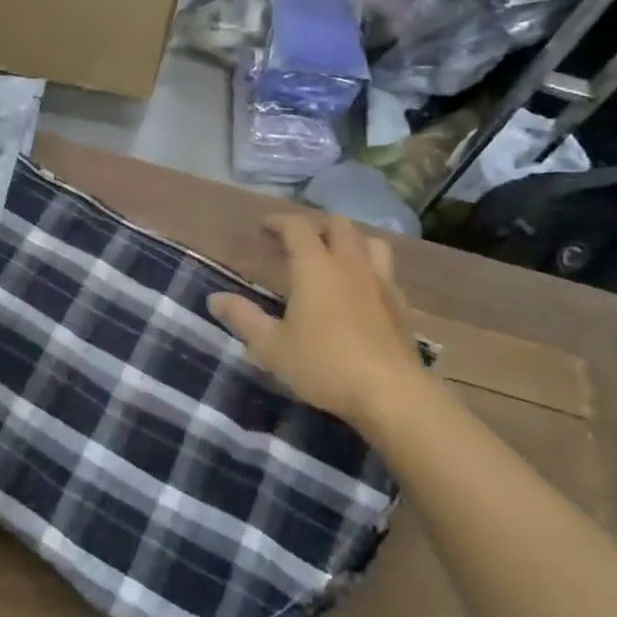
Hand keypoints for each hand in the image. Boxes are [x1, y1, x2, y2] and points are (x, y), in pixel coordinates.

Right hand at [208, 214, 421, 429]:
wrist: (392, 394)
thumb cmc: (324, 365)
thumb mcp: (272, 346)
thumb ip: (243, 318)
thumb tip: (215, 298)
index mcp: (315, 266)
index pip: (297, 226)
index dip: (278, 221)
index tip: (264, 228)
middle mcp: (350, 264)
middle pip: (338, 224)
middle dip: (316, 226)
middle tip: (297, 243)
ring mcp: (381, 282)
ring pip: (369, 242)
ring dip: (350, 242)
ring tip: (334, 259)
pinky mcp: (401, 306)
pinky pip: (385, 272)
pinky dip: (369, 271)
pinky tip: (361, 292)